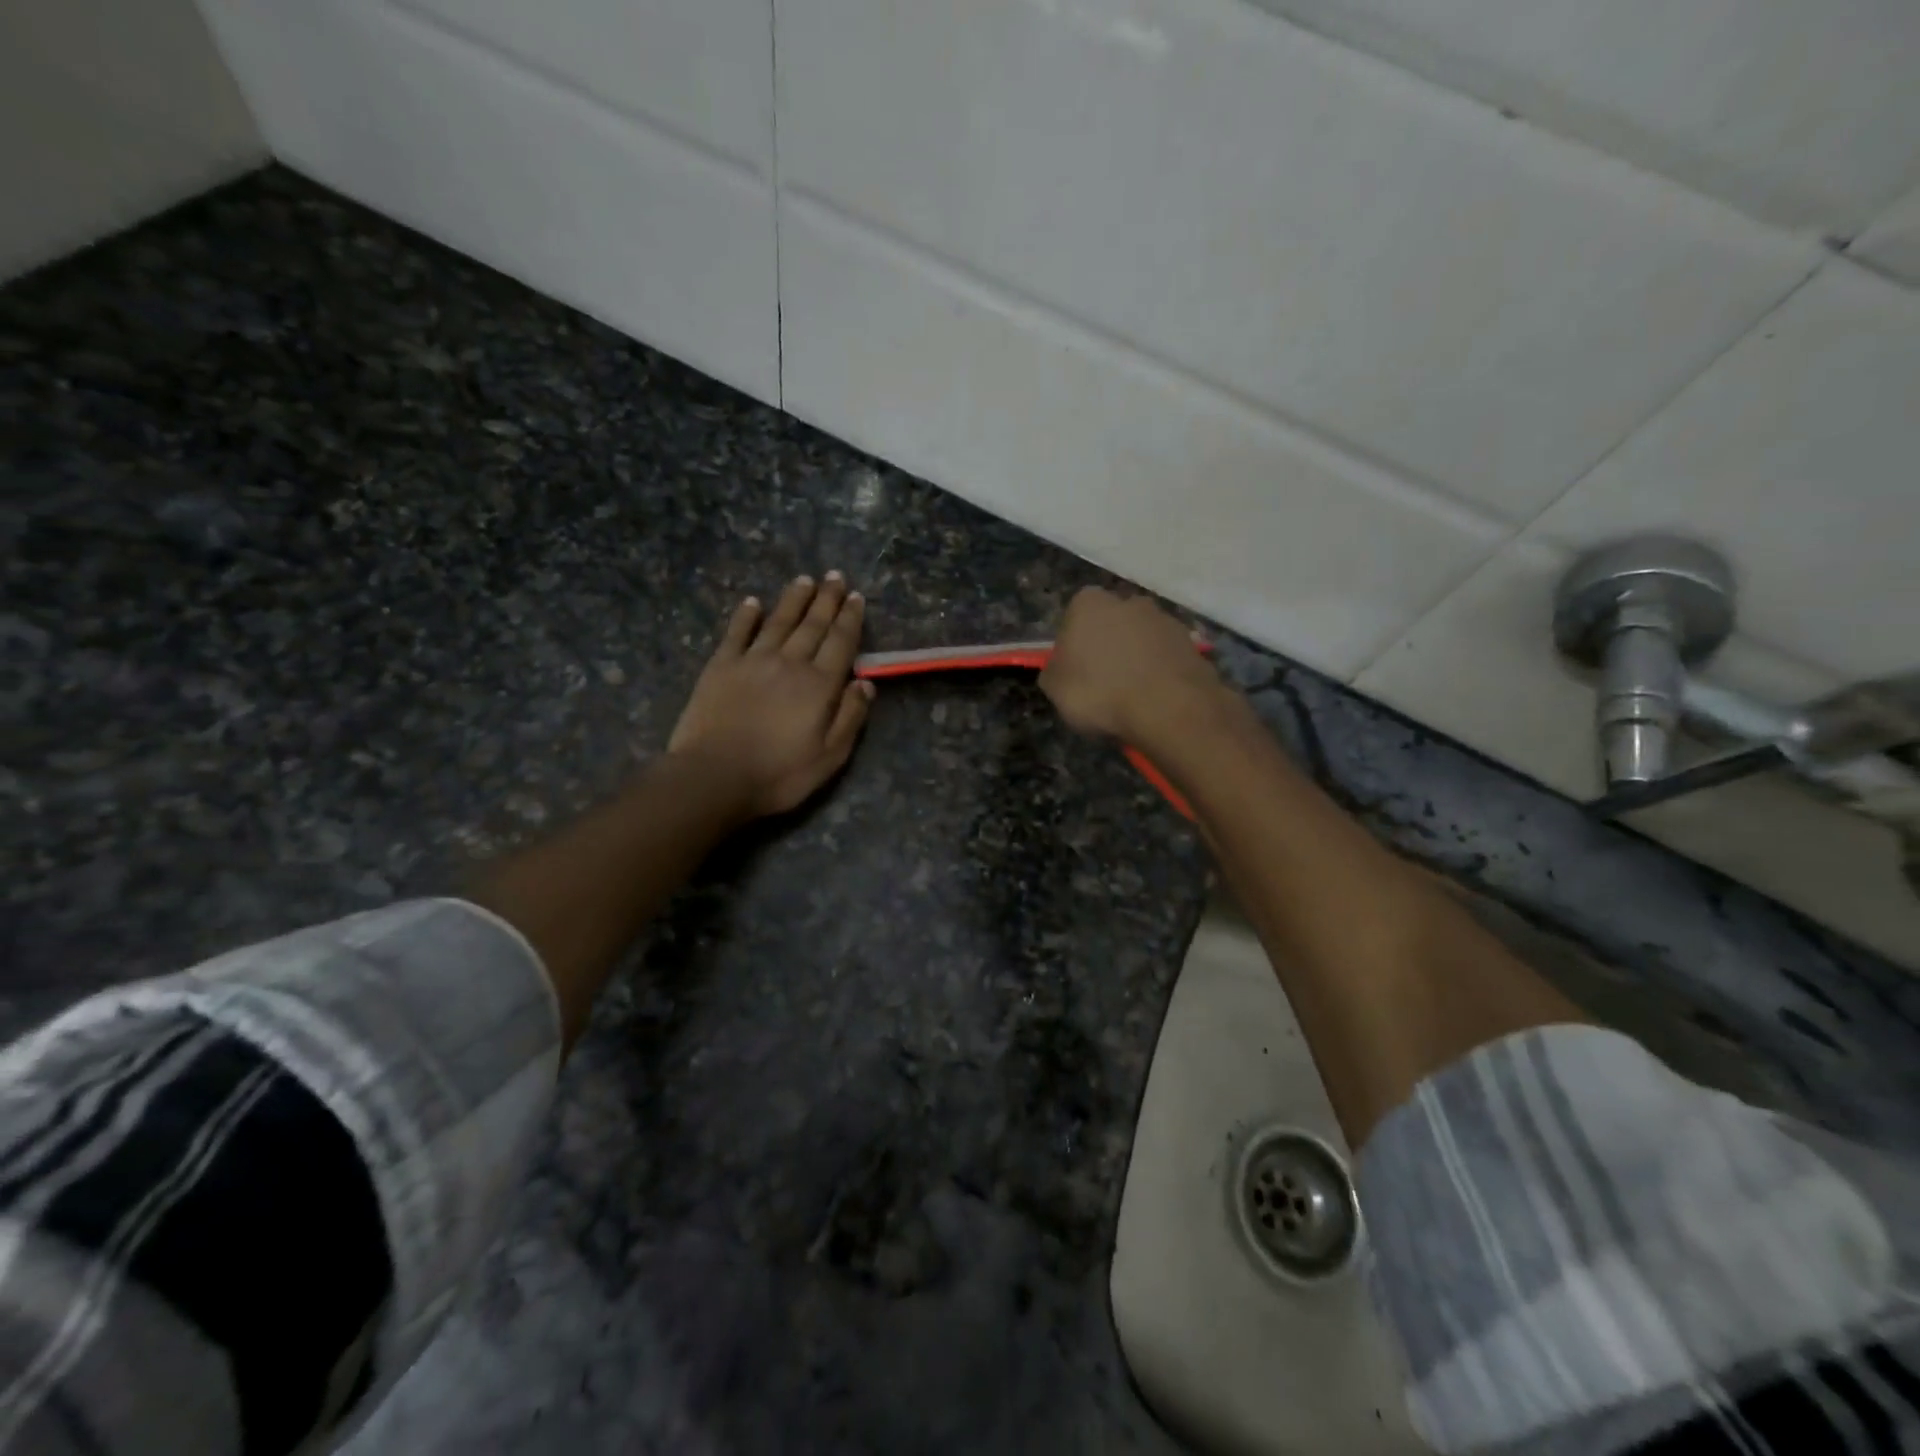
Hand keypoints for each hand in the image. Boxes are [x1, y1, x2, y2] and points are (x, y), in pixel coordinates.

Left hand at [667, 572, 874, 817]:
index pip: (841, 642)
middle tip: (835, 576)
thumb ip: (850, 717)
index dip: (850, 618)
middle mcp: (789, 663)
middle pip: (812, 625)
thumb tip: (866, 683)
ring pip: (778, 621)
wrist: (714, 776)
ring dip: (794, 599)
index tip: (856, 597)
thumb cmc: (779, 774)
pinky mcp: (721, 666)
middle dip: (826, 599)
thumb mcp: (829, 756)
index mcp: (819, 685)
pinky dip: (746, 615)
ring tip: (805, 579)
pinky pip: (737, 633)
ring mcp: (752, 660)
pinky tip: (753, 602)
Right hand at [1040, 587, 1223, 747]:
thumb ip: (1054, 670)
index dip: (1073, 644)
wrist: (1168, 709)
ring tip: (1133, 696)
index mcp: (1088, 603)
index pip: (1073, 616)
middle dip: (1108, 646)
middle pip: (1111, 623)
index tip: (1074, 670)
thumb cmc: (1099, 693)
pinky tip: (1156, 699)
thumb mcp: (1054, 688)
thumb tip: (1061, 668)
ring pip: (1141, 639)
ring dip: (1136, 659)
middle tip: (1103, 682)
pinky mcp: (1192, 644)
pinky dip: (1160, 673)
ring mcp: (1164, 620)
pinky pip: (1166, 658)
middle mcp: (1129, 601)